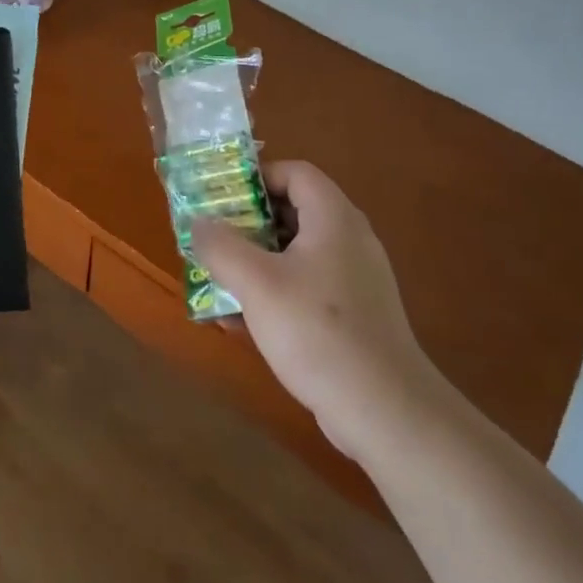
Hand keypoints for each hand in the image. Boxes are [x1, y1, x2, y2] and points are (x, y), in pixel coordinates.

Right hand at [188, 162, 438, 460]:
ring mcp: (356, 279)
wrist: (384, 410)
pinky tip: (244, 323)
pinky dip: (276, 293)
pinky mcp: (355, 314)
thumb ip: (220, 246)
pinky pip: (308, 287)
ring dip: (256, 262)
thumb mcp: (256, 283)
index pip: (295, 172)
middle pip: (294, 211)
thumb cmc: (317, 331)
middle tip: (213, 241)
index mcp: (333, 218)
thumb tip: (198, 222)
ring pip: (296, 253)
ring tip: (220, 282)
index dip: (256, 178)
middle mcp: (349, 239)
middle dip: (248, 224)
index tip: (221, 200)